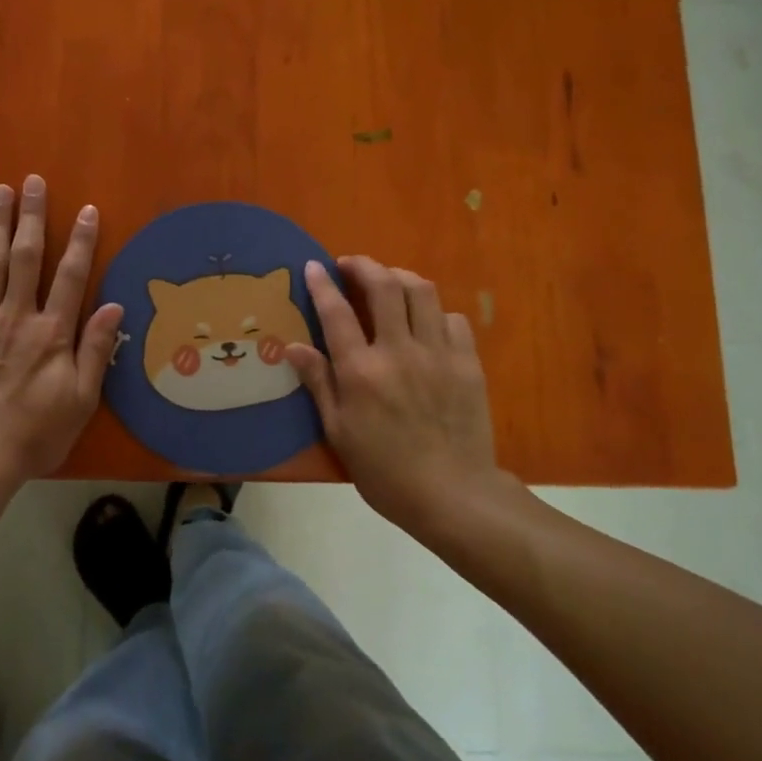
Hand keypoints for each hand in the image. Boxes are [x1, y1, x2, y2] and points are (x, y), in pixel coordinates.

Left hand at [0, 175, 123, 482]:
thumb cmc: (35, 433)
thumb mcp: (80, 400)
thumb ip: (95, 351)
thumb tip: (114, 305)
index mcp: (52, 331)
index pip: (71, 275)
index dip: (81, 240)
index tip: (87, 210)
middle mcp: (16, 315)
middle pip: (26, 256)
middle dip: (32, 215)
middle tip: (33, 181)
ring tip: (1, 191)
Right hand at [284, 256, 531, 537]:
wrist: (452, 494)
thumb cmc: (384, 470)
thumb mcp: (338, 432)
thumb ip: (318, 383)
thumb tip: (293, 346)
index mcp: (362, 370)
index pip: (337, 312)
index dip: (323, 284)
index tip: (314, 265)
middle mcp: (399, 351)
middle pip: (384, 286)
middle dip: (364, 266)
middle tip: (350, 265)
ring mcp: (438, 353)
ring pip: (422, 292)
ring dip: (400, 277)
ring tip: (387, 282)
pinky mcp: (468, 363)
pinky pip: (453, 319)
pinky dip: (434, 311)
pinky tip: (425, 322)